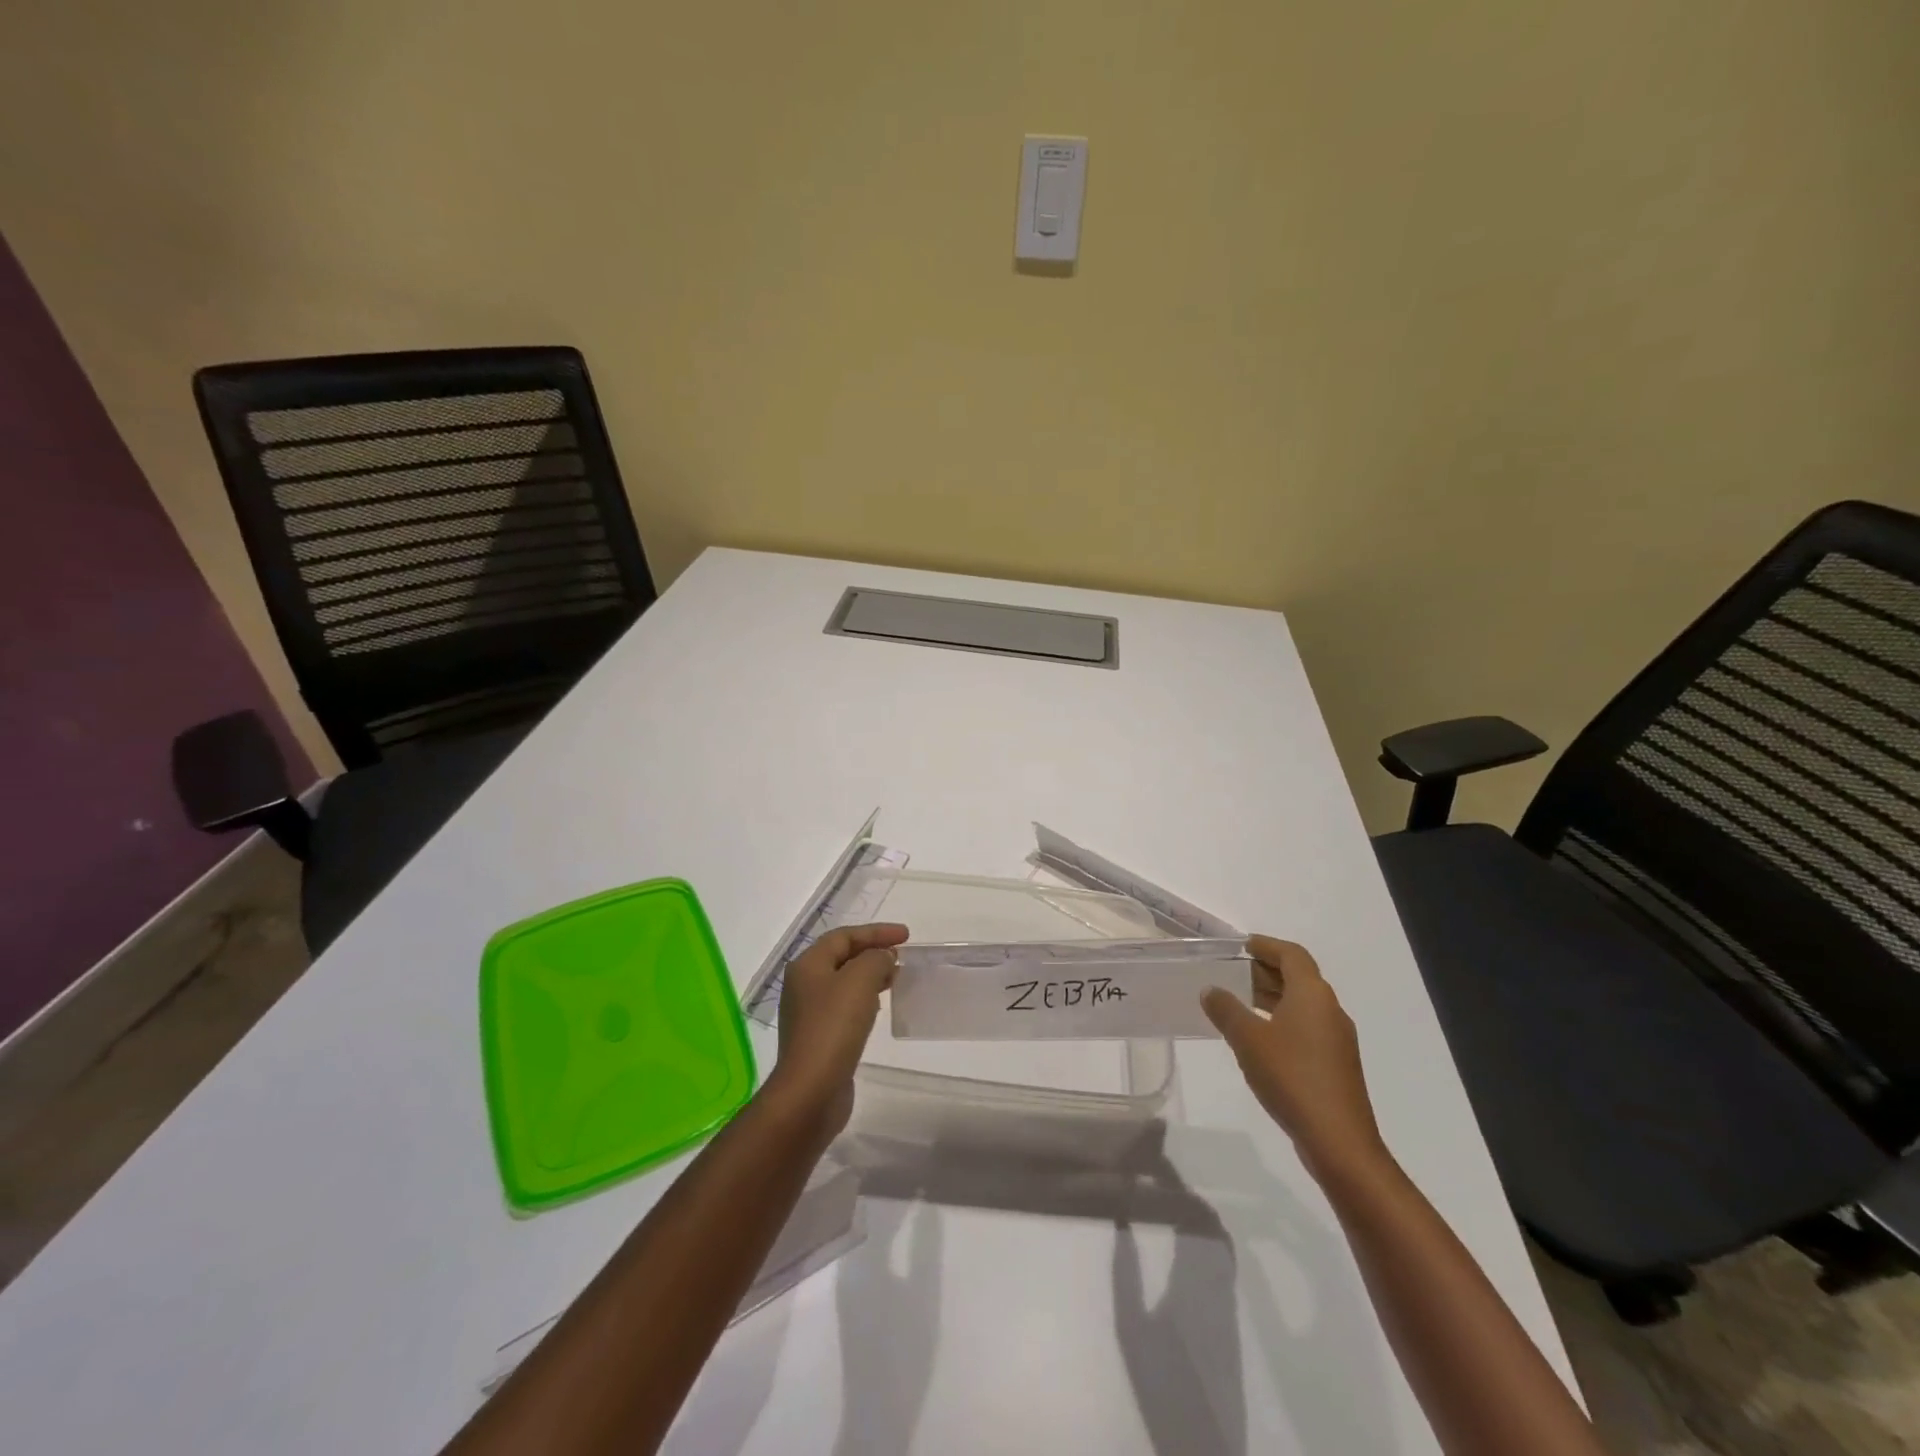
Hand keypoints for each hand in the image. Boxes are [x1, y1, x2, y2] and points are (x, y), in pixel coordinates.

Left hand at [764, 923, 908, 1146]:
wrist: (811, 1091)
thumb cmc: (833, 1028)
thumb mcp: (859, 981)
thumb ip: (875, 959)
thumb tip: (883, 958)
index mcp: (808, 966)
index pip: (844, 936)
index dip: (876, 932)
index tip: (906, 936)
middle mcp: (804, 985)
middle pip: (842, 957)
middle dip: (873, 952)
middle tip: (901, 956)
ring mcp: (810, 1014)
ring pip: (845, 983)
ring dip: (870, 976)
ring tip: (896, 978)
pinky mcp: (819, 1038)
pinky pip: (845, 1007)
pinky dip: (865, 999)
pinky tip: (879, 1007)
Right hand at [1201, 936, 1389, 1185]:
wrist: (1338, 1141)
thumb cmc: (1291, 1077)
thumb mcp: (1248, 1039)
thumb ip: (1226, 1009)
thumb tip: (1211, 990)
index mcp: (1313, 994)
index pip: (1292, 955)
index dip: (1266, 946)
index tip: (1241, 946)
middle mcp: (1330, 1009)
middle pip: (1299, 977)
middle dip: (1266, 971)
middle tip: (1232, 972)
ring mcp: (1337, 1039)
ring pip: (1302, 1003)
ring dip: (1272, 997)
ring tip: (1238, 1001)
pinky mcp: (1336, 1064)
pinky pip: (1306, 1026)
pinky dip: (1282, 1020)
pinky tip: (1258, 1037)